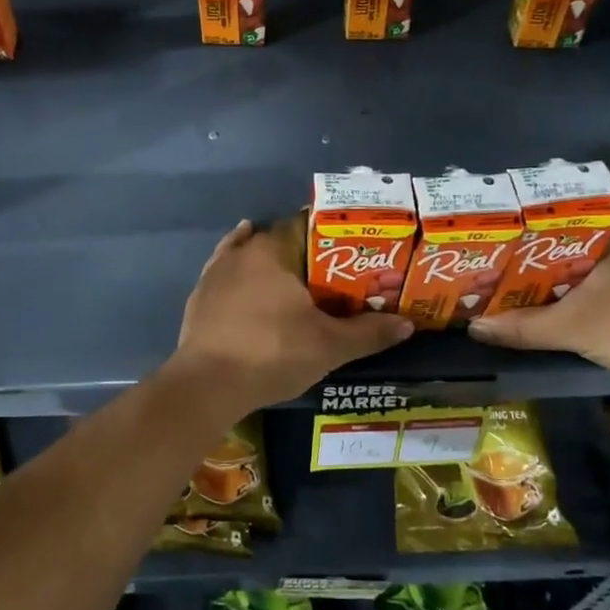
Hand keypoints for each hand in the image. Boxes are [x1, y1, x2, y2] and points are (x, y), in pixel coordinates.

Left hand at [173, 220, 413, 409]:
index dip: (331, 234)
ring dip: (271, 261)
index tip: (352, 248)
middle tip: (332, 271)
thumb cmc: (272, 353)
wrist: (208, 385)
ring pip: (249, 254)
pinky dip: (239, 273)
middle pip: (280, 240)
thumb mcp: (329, 346)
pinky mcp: (200, 296)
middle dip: (305, 252)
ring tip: (296, 275)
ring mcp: (216, 272)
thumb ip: (369, 332)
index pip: (306, 224)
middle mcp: (242, 251)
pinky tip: (246, 275)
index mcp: (273, 250)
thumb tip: (408, 324)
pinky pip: (225, 274)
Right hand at [467, 231, 609, 382]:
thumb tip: (475, 328)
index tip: (497, 228)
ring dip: (553, 272)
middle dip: (533, 249)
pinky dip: (573, 288)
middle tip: (496, 257)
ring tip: (513, 280)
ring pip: (583, 261)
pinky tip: (551, 302)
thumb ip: (522, 327)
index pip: (559, 211)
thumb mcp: (570, 327)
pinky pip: (597, 280)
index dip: (525, 220)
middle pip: (567, 238)